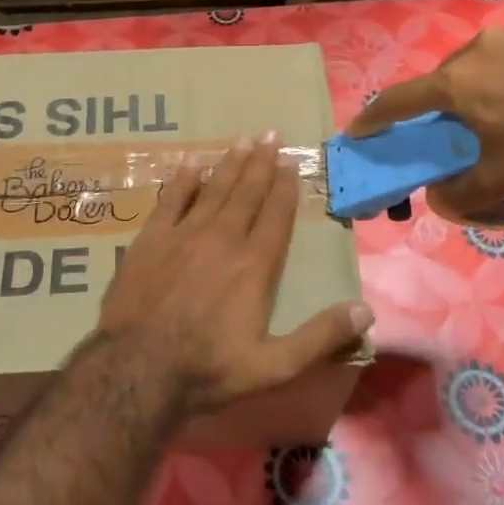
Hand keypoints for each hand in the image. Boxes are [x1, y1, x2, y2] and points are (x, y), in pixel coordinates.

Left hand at [95, 133, 372, 414]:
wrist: (137, 368)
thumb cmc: (209, 369)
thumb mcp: (275, 366)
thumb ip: (320, 337)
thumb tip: (366, 310)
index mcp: (255, 266)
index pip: (276, 216)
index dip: (285, 188)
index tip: (291, 162)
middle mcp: (223, 239)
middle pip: (246, 193)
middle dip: (261, 163)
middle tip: (270, 135)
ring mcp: (183, 235)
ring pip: (213, 190)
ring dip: (229, 164)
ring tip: (242, 140)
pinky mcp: (150, 240)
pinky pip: (171, 200)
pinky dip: (183, 181)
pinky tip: (192, 164)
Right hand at [348, 18, 503, 222]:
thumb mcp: (503, 180)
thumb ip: (462, 193)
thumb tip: (438, 200)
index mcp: (457, 83)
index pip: (400, 100)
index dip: (375, 117)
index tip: (359, 128)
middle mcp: (479, 49)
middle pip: (446, 76)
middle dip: (444, 100)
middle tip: (459, 124)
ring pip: (488, 57)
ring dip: (488, 79)